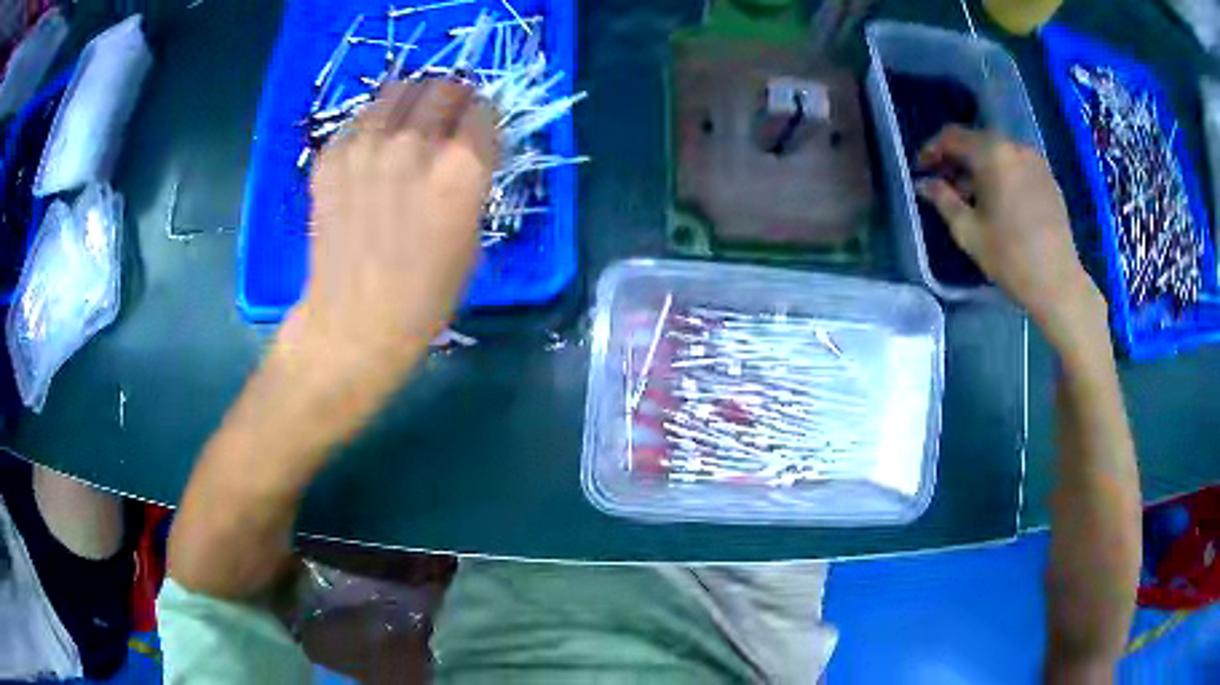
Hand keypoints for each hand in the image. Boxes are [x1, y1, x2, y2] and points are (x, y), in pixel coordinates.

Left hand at [292, 80, 496, 375]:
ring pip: (400, 88)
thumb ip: (472, 180)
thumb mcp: (472, 235)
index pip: (484, 107)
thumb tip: (465, 147)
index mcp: (462, 167)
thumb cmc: (425, 294)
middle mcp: (416, 142)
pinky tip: (373, 152)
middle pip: (445, 86)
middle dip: (453, 99)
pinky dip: (374, 124)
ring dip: (413, 101)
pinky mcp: (332, 154)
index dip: (483, 119)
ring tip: (409, 126)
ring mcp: (367, 144)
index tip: (476, 131)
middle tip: (446, 120)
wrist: (354, 320)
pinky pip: (361, 116)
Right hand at [916, 125, 1102, 333]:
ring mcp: (1035, 161)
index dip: (932, 150)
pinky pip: (1017, 165)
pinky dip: (1002, 174)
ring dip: (980, 167)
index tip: (922, 170)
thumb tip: (924, 183)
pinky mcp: (1048, 177)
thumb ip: (942, 199)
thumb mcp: (967, 231)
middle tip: (945, 184)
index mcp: (991, 154)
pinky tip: (999, 200)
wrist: (1058, 283)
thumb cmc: (1010, 257)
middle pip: (976, 141)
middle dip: (957, 158)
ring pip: (998, 152)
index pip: (952, 136)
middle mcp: (1014, 146)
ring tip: (972, 196)